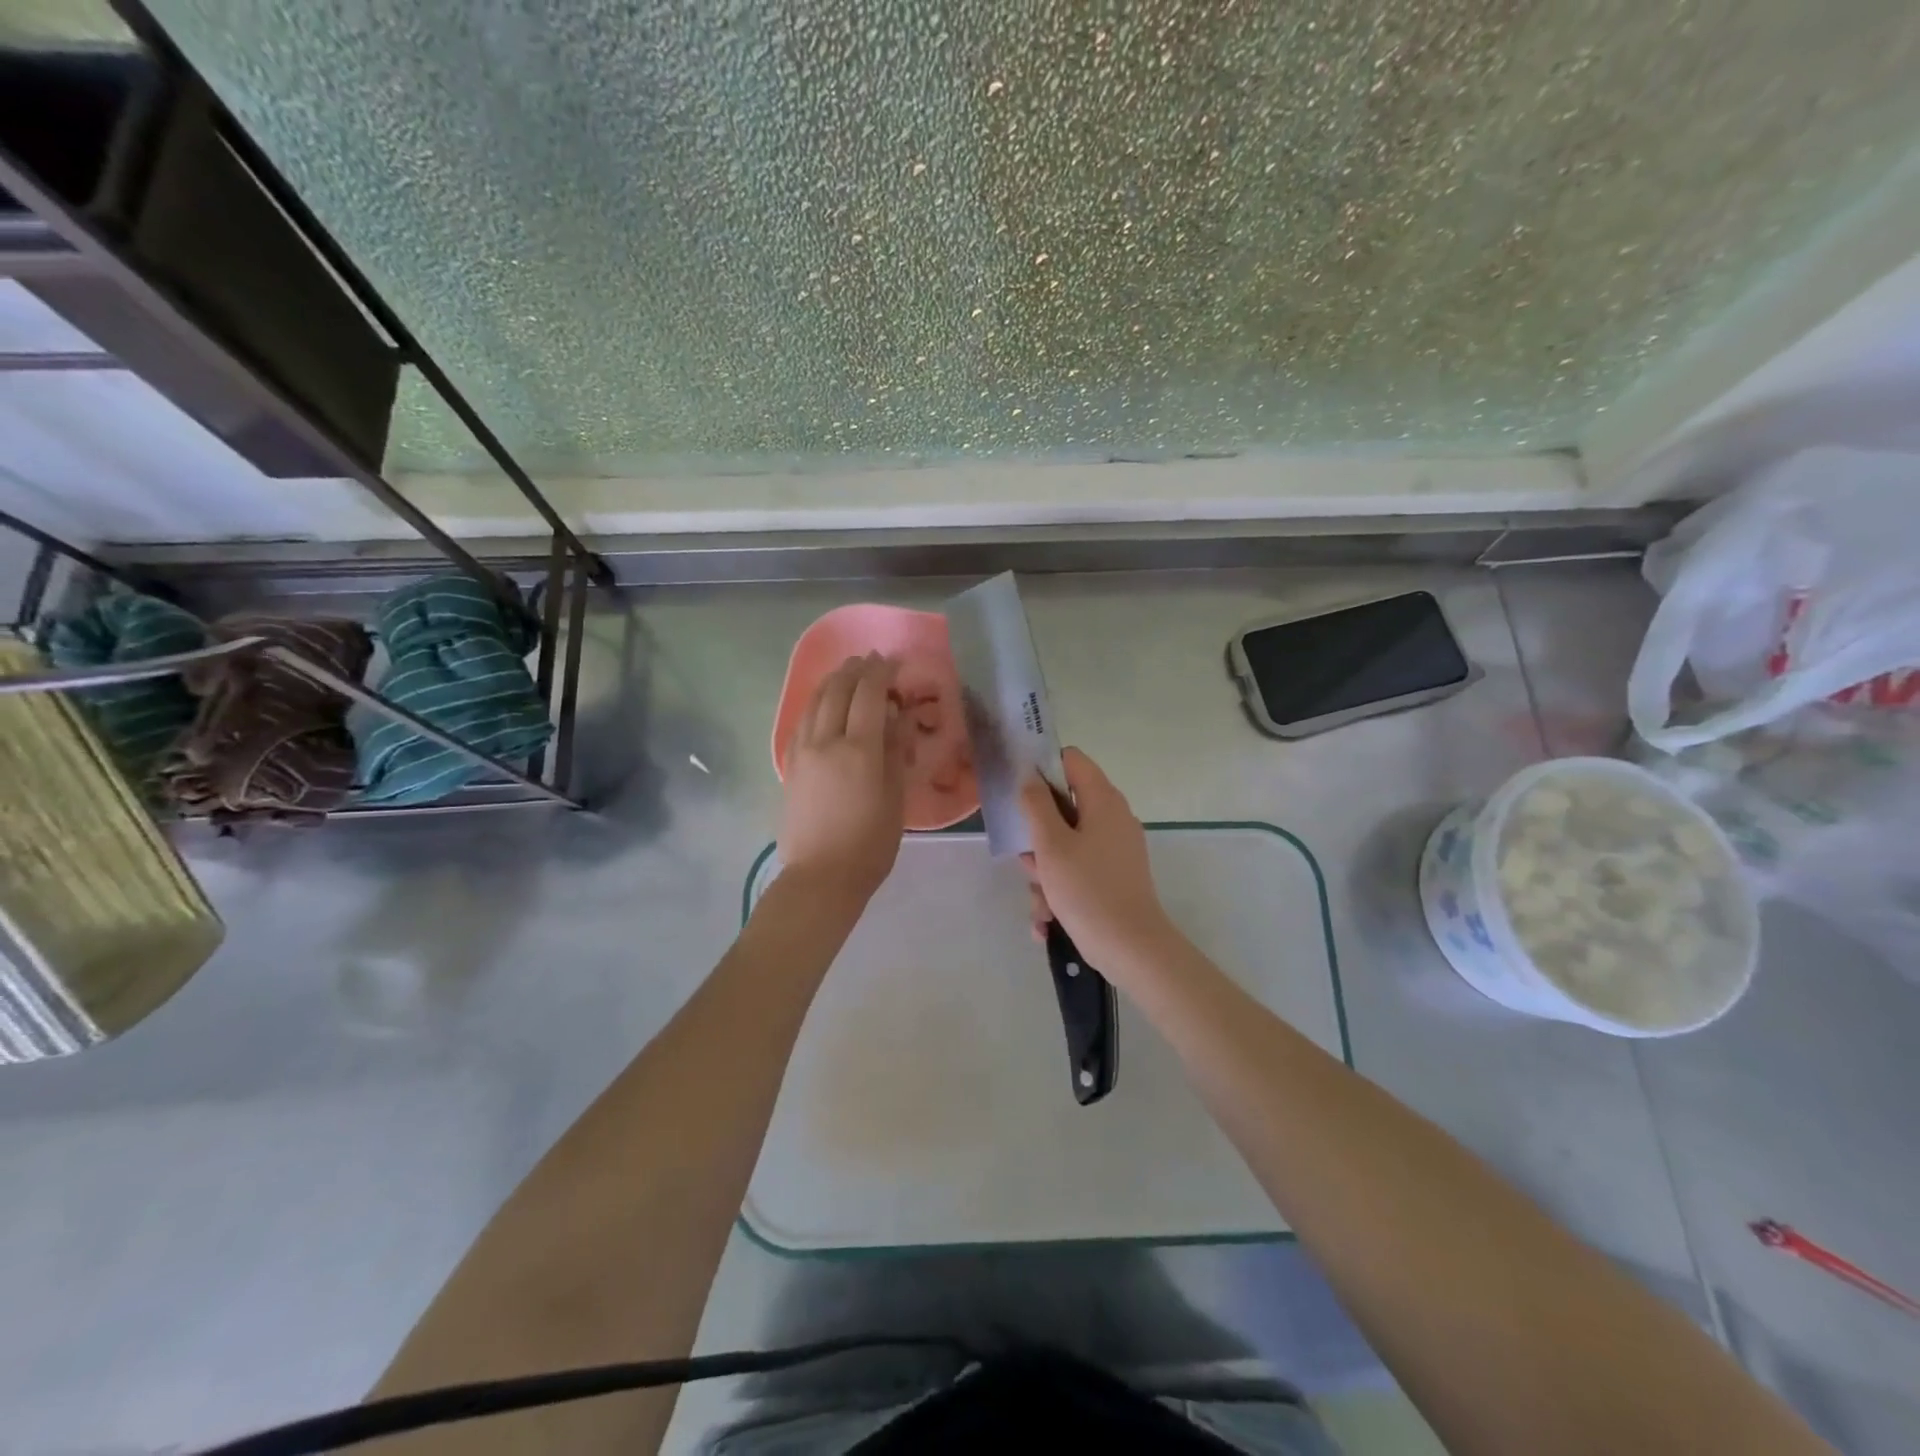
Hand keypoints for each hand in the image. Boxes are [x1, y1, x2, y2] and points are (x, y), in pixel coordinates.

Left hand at [778, 652, 906, 905]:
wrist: (821, 877)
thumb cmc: (870, 844)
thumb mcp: (895, 798)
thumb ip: (895, 752)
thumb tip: (896, 717)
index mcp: (859, 749)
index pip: (869, 694)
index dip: (881, 672)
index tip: (893, 662)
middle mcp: (826, 741)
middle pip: (838, 690)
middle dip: (855, 670)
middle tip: (871, 661)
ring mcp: (802, 752)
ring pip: (814, 701)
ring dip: (833, 681)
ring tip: (847, 673)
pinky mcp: (790, 765)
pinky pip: (802, 721)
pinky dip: (816, 703)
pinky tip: (825, 704)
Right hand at [1018, 747, 1179, 982]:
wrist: (1131, 948)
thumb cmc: (1087, 889)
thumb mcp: (1051, 845)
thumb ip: (1036, 804)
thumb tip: (1029, 777)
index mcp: (1103, 800)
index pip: (1071, 760)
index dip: (1042, 769)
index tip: (1019, 793)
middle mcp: (1113, 818)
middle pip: (1063, 808)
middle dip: (1038, 838)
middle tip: (1029, 863)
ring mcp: (1116, 849)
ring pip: (1066, 846)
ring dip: (1045, 873)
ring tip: (1042, 905)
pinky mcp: (1114, 876)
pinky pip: (1078, 871)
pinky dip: (1061, 891)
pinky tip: (1048, 920)